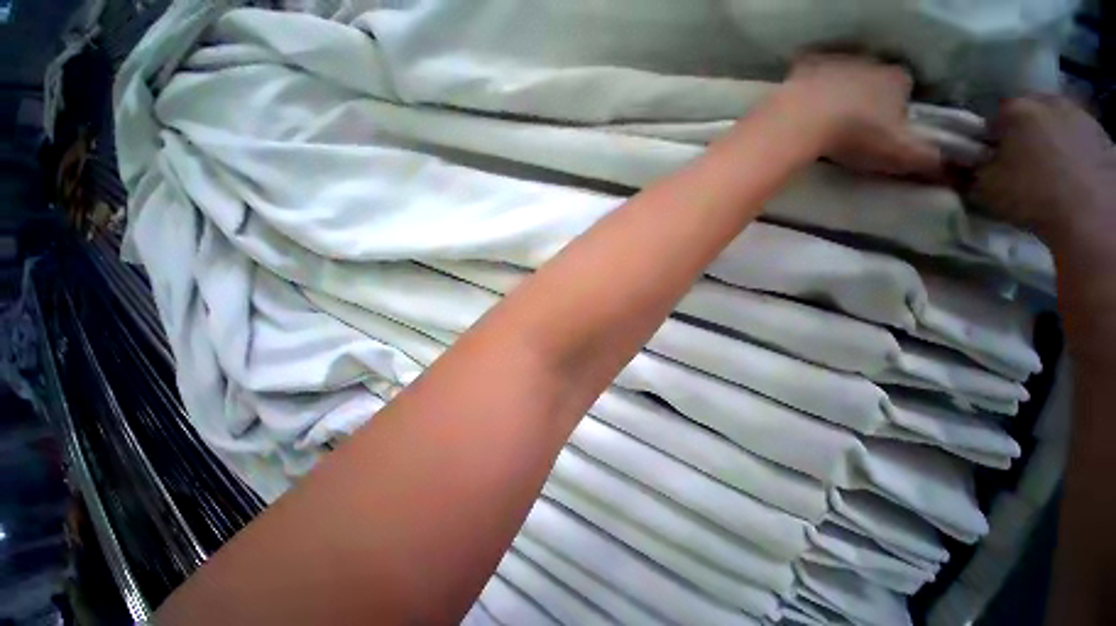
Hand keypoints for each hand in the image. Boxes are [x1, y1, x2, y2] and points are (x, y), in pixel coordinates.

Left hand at [777, 54, 943, 178]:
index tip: (882, 132)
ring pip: (841, 77)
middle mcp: (870, 63)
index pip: (904, 90)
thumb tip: (945, 165)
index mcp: (898, 79)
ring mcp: (834, 63)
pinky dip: (805, 92)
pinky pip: (808, 78)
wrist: (803, 122)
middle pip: (872, 82)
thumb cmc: (856, 136)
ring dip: (835, 96)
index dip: (895, 110)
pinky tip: (799, 112)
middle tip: (851, 130)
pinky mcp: (802, 69)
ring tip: (823, 124)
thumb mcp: (899, 153)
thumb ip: (926, 158)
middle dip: (865, 101)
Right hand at [973, 96, 1114, 241]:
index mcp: (1015, 109)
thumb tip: (957, 163)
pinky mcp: (1103, 134)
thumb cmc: (1030, 194)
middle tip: (1015, 161)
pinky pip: (1077, 137)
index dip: (986, 140)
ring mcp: (1081, 115)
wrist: (1090, 213)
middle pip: (1027, 114)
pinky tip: (1068, 171)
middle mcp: (1048, 101)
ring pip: (1054, 122)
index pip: (990, 119)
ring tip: (1044, 168)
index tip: (986, 160)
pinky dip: (1070, 149)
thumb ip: (967, 169)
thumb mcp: (982, 187)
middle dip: (1020, 132)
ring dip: (1047, 138)